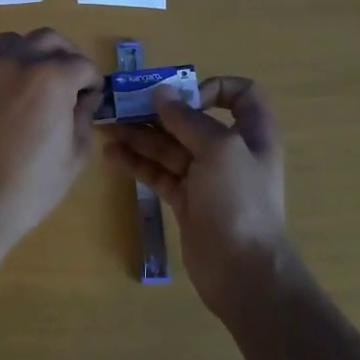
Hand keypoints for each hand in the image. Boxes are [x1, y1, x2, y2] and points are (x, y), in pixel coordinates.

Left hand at [0, 30, 102, 244]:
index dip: (92, 81)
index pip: (82, 64)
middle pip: (48, 38)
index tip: (91, 98)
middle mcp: (17, 62)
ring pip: (10, 41)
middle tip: (69, 78)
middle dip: (65, 54)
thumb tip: (83, 100)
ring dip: (28, 53)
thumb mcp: (74, 158)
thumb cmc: (29, 187)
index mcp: (52, 78)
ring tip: (31, 78)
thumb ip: (83, 119)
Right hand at [103, 76, 291, 317]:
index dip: (213, 87)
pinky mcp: (186, 201)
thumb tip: (161, 93)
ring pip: (170, 147)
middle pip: (193, 120)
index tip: (185, 97)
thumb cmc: (239, 201)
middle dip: (159, 111)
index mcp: (252, 133)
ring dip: (140, 135)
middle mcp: (230, 151)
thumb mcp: (219, 149)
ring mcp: (206, 178)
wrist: (244, 272)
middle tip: (123, 105)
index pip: (240, 95)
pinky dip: (137, 162)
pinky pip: (159, 173)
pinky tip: (112, 154)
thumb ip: (188, 119)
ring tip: (107, 127)